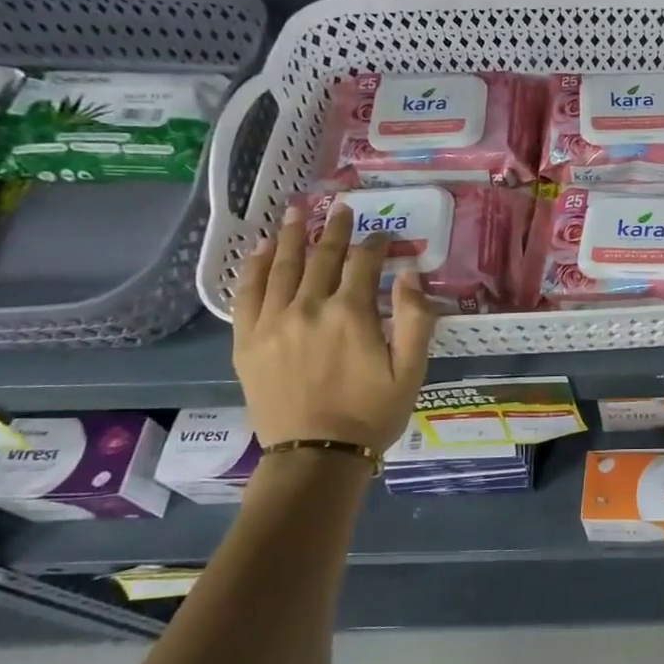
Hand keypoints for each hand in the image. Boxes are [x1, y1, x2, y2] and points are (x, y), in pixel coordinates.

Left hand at [232, 204, 437, 451]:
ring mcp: (273, 322)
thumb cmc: (372, 413)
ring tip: (297, 211)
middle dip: (335, 229)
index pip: (364, 262)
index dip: (376, 244)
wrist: (316, 455)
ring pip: (283, 267)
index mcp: (351, 313)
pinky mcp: (247, 340)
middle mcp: (309, 307)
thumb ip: (416, 318)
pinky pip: (248, 293)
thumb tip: (410, 273)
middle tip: (341, 208)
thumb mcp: (412, 370)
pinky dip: (255, 267)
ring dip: (292, 236)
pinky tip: (262, 249)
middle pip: (322, 256)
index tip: (385, 236)